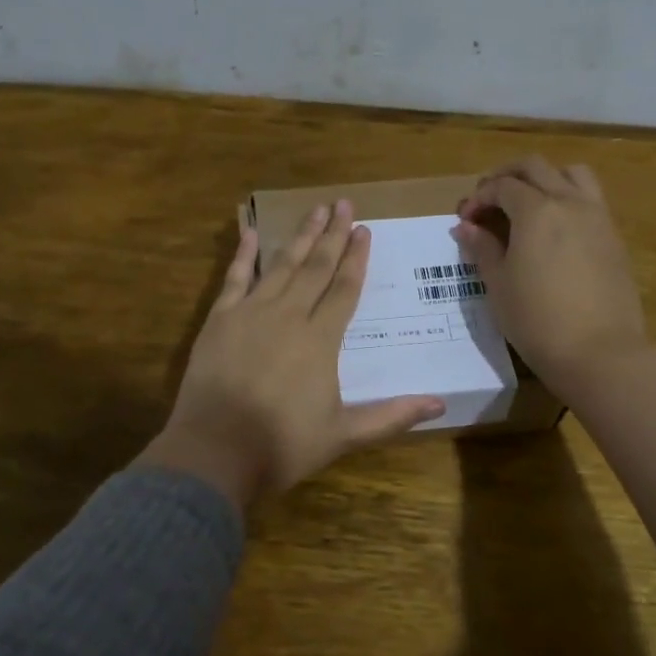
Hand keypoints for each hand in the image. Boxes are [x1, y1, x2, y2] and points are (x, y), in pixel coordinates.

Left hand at [139, 200, 445, 507]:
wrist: (215, 452)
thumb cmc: (282, 446)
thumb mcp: (343, 435)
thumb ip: (391, 416)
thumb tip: (440, 404)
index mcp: (320, 340)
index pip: (345, 289)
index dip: (357, 258)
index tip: (365, 229)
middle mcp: (289, 315)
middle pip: (316, 267)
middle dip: (333, 235)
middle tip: (344, 203)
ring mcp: (250, 313)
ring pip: (281, 265)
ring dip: (300, 236)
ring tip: (315, 210)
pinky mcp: (219, 319)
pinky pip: (234, 278)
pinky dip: (243, 254)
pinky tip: (252, 231)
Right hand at [454, 156, 648, 400]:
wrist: (600, 352)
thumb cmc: (537, 320)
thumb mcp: (498, 285)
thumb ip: (482, 248)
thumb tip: (466, 227)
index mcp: (537, 210)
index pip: (502, 186)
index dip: (478, 198)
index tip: (465, 220)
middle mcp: (570, 202)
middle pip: (535, 167)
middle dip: (506, 176)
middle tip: (488, 200)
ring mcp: (598, 217)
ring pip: (571, 173)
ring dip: (544, 178)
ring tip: (527, 202)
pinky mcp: (614, 237)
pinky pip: (590, 199)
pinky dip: (567, 198)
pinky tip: (554, 229)